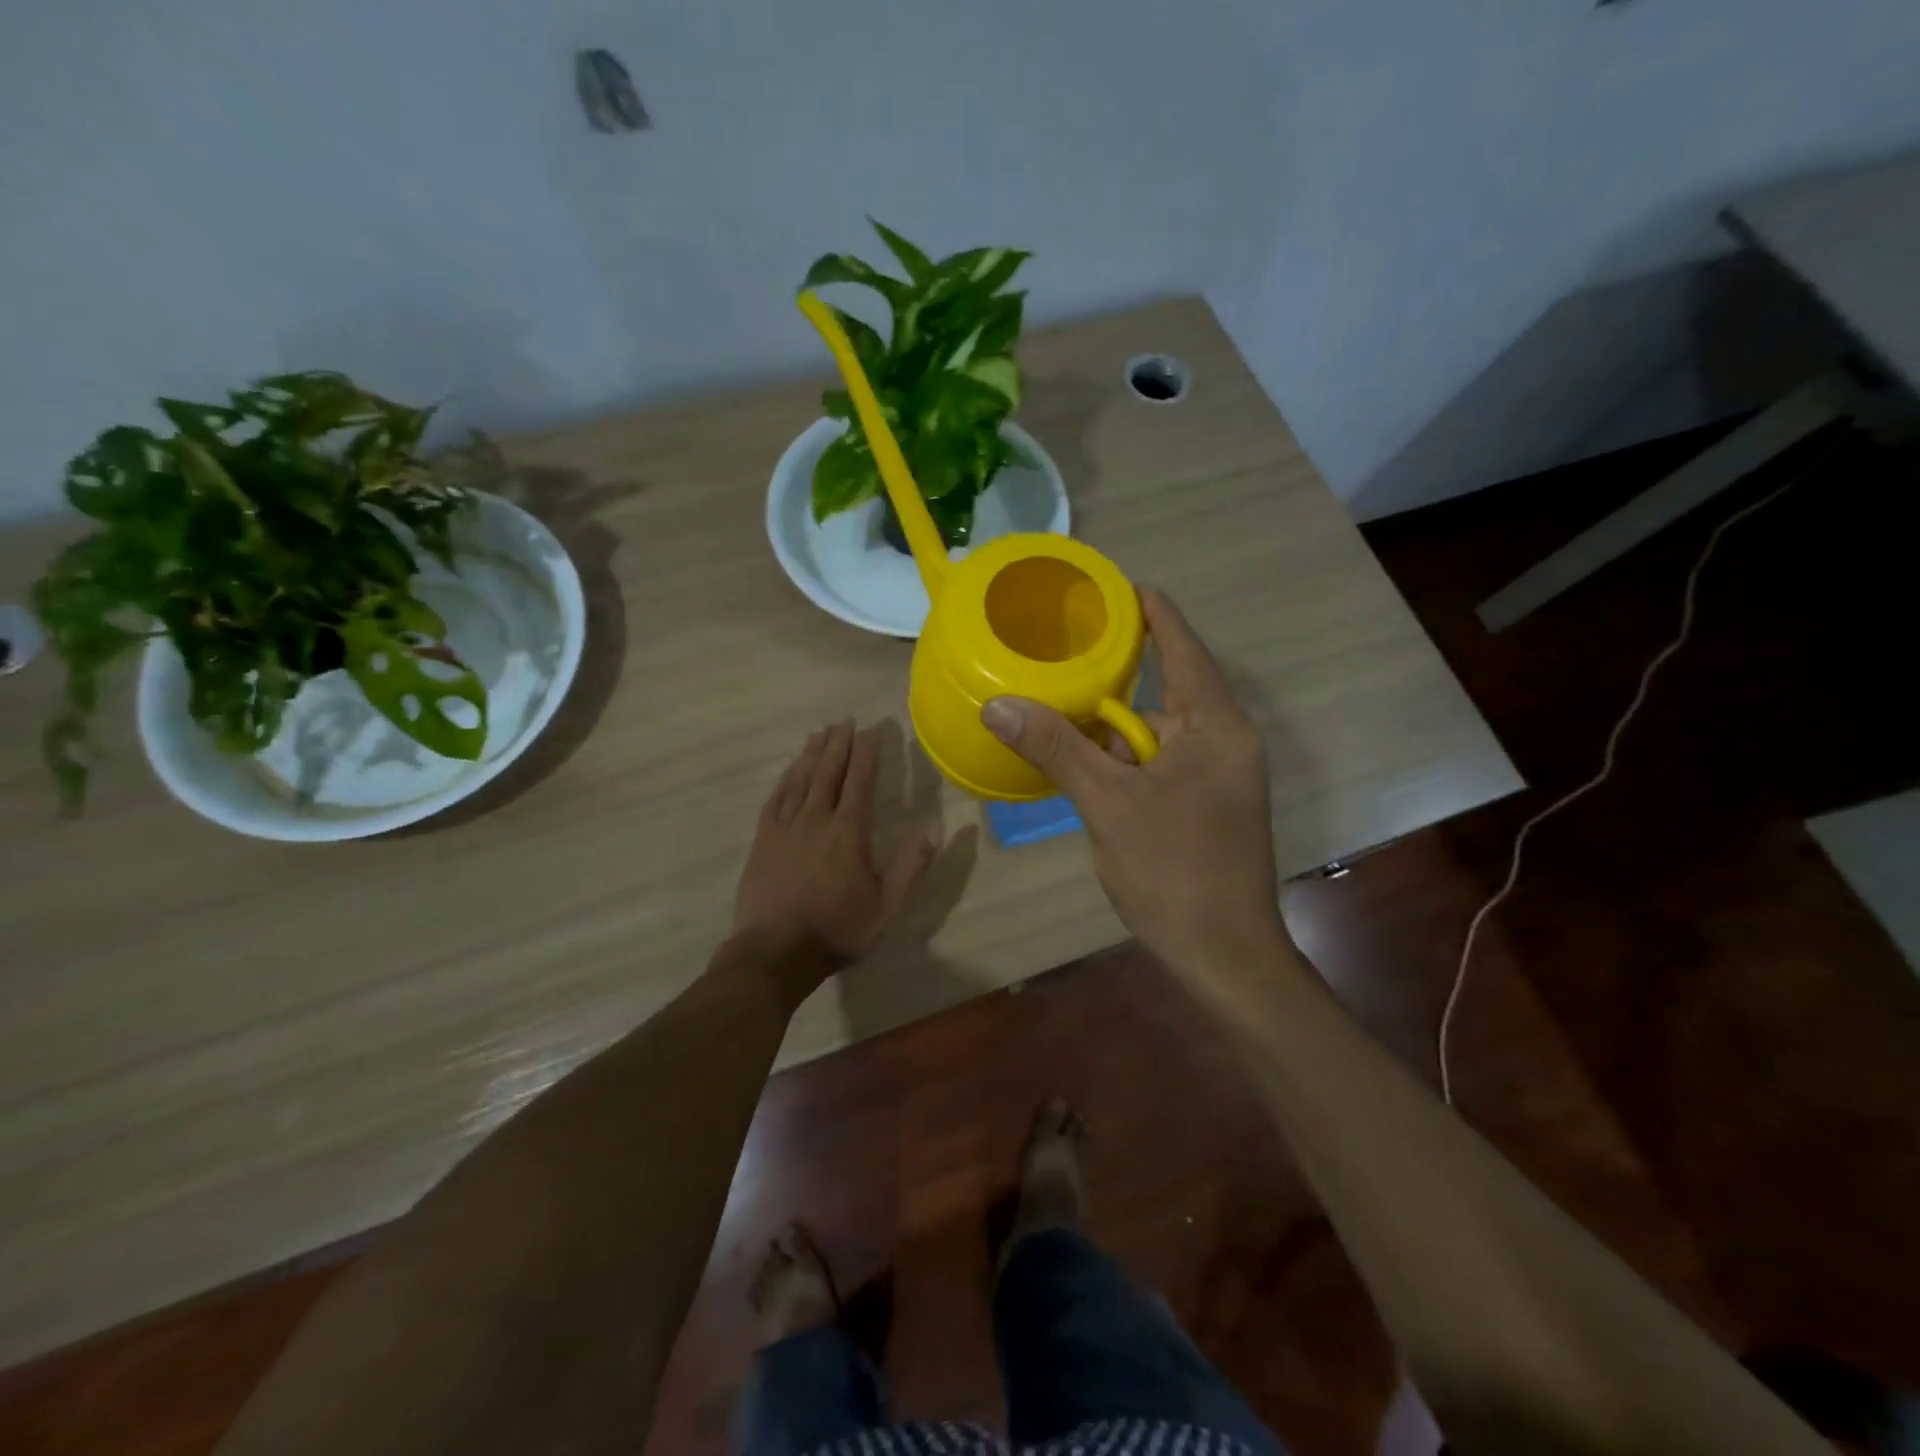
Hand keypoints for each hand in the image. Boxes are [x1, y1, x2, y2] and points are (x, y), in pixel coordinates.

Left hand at [733, 720, 935, 979]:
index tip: (874, 728)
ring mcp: (785, 827)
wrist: (775, 953)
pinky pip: (775, 798)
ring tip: (820, 732)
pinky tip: (789, 770)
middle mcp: (816, 819)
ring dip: (812, 753)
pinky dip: (785, 778)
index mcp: (848, 832)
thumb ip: (911, 867)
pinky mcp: (762, 840)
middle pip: (828, 771)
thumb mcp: (886, 907)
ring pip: (800, 779)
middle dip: (839, 743)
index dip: (868, 752)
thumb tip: (933, 828)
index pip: (860, 780)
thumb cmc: (837, 930)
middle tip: (846, 720)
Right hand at [981, 589, 1283, 973]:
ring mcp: (1218, 775)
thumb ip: (1057, 748)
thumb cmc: (1175, 871)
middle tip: (1063, 650)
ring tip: (1060, 703)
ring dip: (1113, 726)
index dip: (1153, 612)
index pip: (1184, 647)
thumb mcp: (1109, 804)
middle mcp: (1225, 740)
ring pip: (1156, 732)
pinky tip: (1084, 762)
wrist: (1225, 956)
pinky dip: (1123, 758)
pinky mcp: (1206, 804)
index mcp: (1217, 725)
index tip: (1117, 585)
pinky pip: (1159, 762)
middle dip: (1116, 675)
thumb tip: (998, 703)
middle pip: (1166, 688)